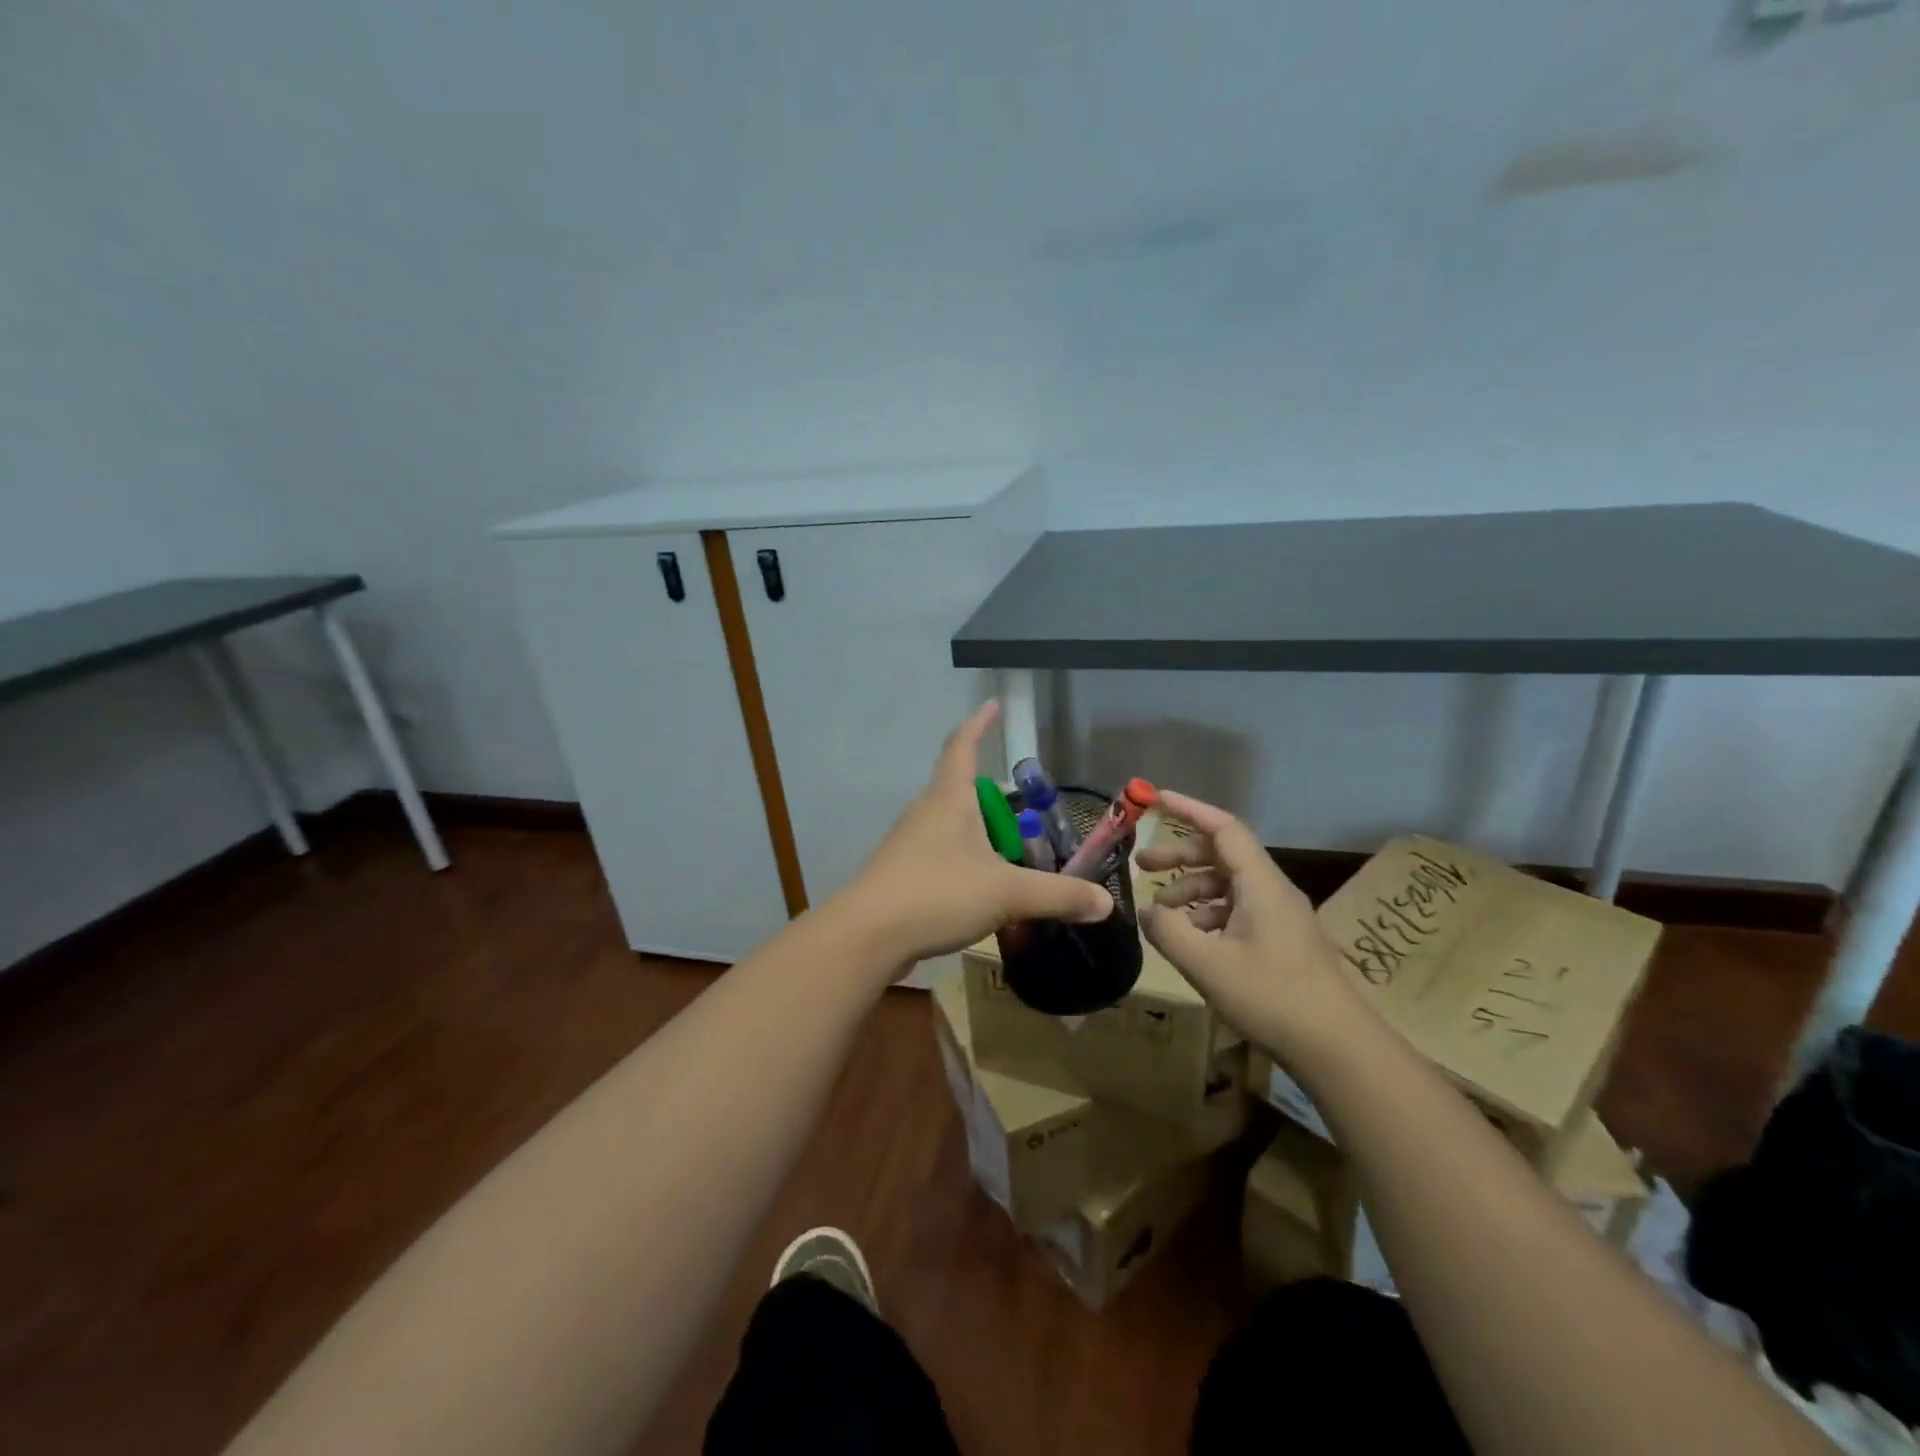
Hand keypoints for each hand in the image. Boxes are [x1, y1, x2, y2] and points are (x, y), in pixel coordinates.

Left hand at [840, 701, 1112, 966]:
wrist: (867, 936)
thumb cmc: (937, 894)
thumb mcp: (1007, 893)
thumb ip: (1058, 896)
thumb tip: (1105, 903)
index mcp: (949, 798)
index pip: (963, 745)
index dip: (979, 723)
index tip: (993, 705)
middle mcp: (926, 811)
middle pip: (960, 789)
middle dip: (993, 799)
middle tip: (1026, 816)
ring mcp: (909, 842)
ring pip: (951, 825)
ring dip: (979, 833)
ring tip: (1010, 857)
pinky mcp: (901, 873)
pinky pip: (940, 854)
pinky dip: (965, 862)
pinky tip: (981, 890)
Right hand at [1137, 791, 1363, 1058]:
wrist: (1339, 1048)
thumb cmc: (1272, 997)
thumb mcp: (1207, 965)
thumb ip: (1168, 931)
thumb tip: (1145, 910)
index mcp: (1260, 884)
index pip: (1223, 828)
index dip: (1189, 810)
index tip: (1156, 799)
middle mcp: (1273, 891)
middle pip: (1223, 855)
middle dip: (1181, 856)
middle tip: (1142, 865)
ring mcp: (1281, 916)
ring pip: (1230, 885)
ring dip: (1192, 889)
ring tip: (1162, 911)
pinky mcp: (1283, 941)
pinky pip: (1239, 910)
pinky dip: (1209, 913)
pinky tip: (1192, 939)